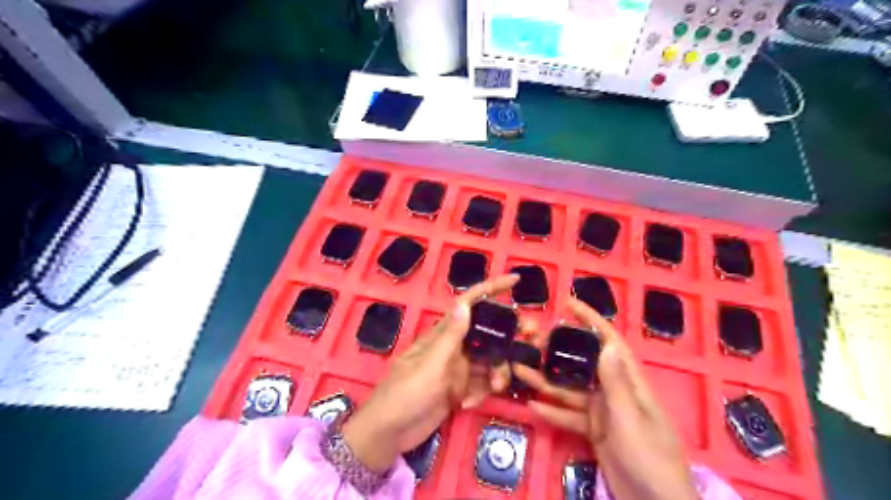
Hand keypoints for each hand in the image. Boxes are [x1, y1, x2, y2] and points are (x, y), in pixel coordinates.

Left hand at [342, 274, 523, 473]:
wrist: (388, 434)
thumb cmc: (405, 394)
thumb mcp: (429, 366)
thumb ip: (450, 337)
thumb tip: (466, 303)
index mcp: (443, 334)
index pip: (470, 303)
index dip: (492, 289)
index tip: (515, 281)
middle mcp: (453, 347)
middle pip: (487, 333)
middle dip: (508, 335)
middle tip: (532, 339)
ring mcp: (456, 369)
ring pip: (488, 360)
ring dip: (497, 371)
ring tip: (497, 386)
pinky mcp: (458, 389)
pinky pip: (481, 384)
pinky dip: (481, 392)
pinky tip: (468, 404)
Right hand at [516, 300, 694, 498]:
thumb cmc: (650, 458)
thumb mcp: (630, 419)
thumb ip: (616, 383)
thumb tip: (606, 343)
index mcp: (628, 382)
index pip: (609, 341)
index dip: (591, 320)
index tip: (568, 303)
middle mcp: (614, 391)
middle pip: (582, 364)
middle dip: (558, 352)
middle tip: (530, 343)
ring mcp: (603, 411)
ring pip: (570, 390)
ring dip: (547, 382)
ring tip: (519, 371)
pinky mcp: (594, 431)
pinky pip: (570, 416)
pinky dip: (553, 411)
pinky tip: (533, 406)